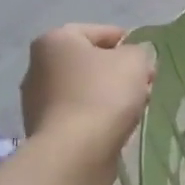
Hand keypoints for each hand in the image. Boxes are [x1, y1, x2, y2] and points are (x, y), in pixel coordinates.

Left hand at [19, 24, 153, 153]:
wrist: (75, 151)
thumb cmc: (104, 94)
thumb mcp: (135, 61)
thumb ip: (139, 51)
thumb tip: (133, 58)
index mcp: (55, 40)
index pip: (100, 32)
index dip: (129, 43)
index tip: (147, 60)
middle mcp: (38, 65)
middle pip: (90, 62)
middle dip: (118, 71)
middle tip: (145, 84)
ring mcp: (37, 99)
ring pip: (84, 89)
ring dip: (109, 94)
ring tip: (135, 108)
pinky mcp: (43, 128)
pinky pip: (78, 113)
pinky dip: (96, 115)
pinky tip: (115, 125)